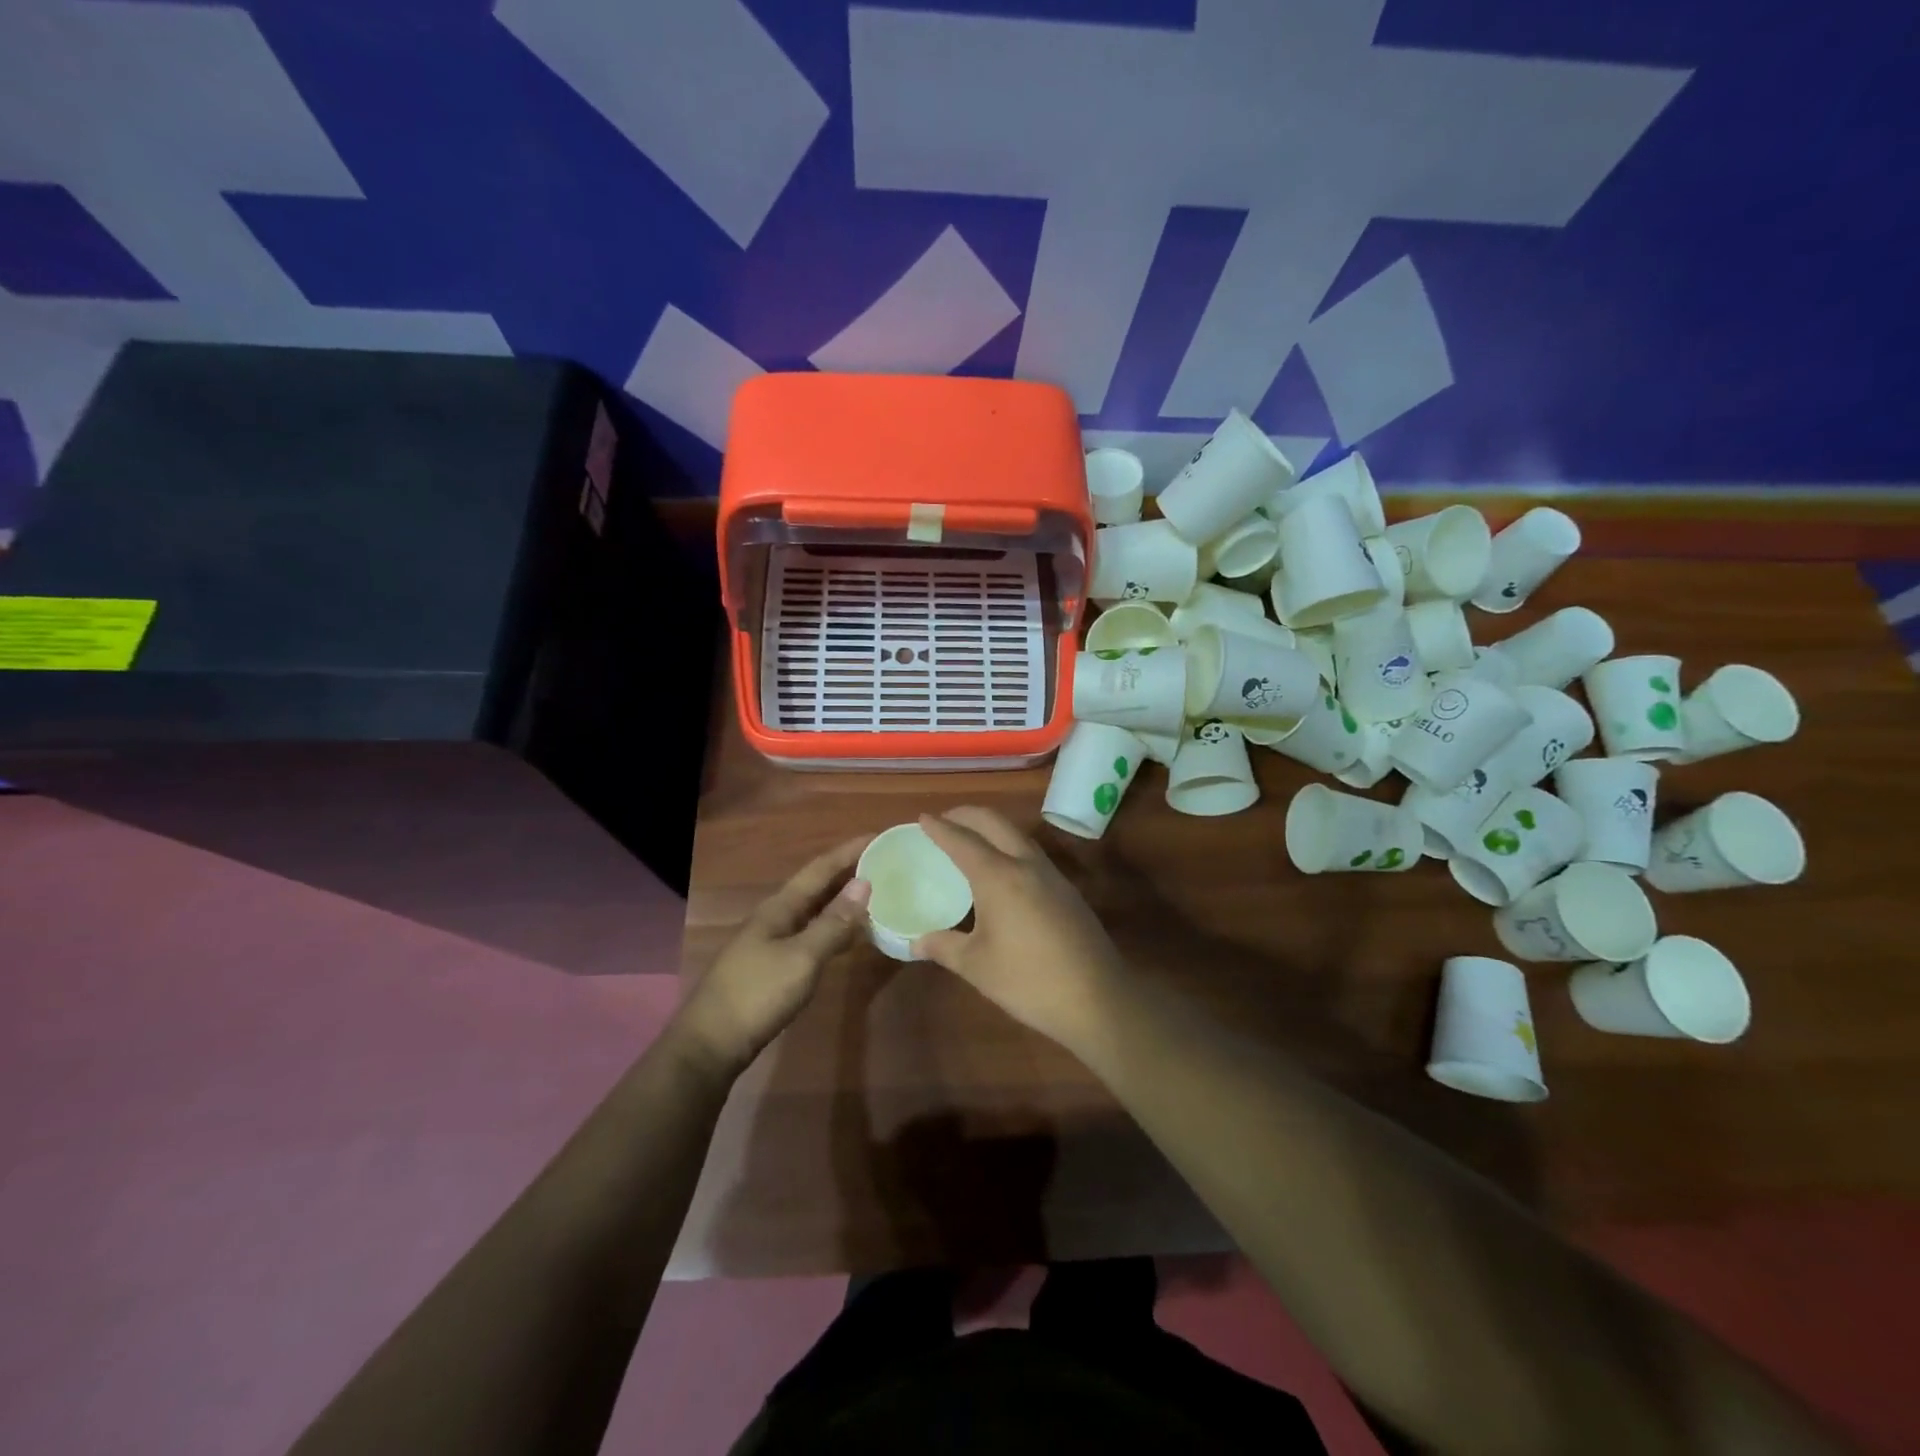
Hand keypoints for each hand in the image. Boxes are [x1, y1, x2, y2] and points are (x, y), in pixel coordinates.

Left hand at [677, 835, 872, 1075]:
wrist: (712, 1043)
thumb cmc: (757, 994)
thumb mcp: (802, 957)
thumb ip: (833, 923)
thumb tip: (864, 883)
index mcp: (780, 907)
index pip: (820, 869)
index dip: (849, 852)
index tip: (878, 836)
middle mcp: (776, 917)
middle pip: (817, 886)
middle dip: (848, 871)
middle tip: (884, 862)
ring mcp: (774, 941)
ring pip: (815, 911)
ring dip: (843, 900)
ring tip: (876, 893)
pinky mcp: (776, 965)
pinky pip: (813, 934)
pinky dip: (836, 928)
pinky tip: (852, 936)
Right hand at [913, 808, 1123, 1049]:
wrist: (1096, 998)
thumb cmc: (1028, 979)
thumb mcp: (976, 966)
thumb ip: (944, 947)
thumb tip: (915, 942)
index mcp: (999, 876)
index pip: (962, 841)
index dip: (940, 828)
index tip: (922, 817)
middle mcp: (1026, 865)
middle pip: (995, 823)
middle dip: (968, 815)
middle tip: (946, 820)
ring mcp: (1052, 876)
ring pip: (1018, 836)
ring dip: (992, 828)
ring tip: (972, 839)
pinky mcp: (1067, 891)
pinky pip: (1032, 854)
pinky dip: (1010, 847)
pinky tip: (1004, 870)